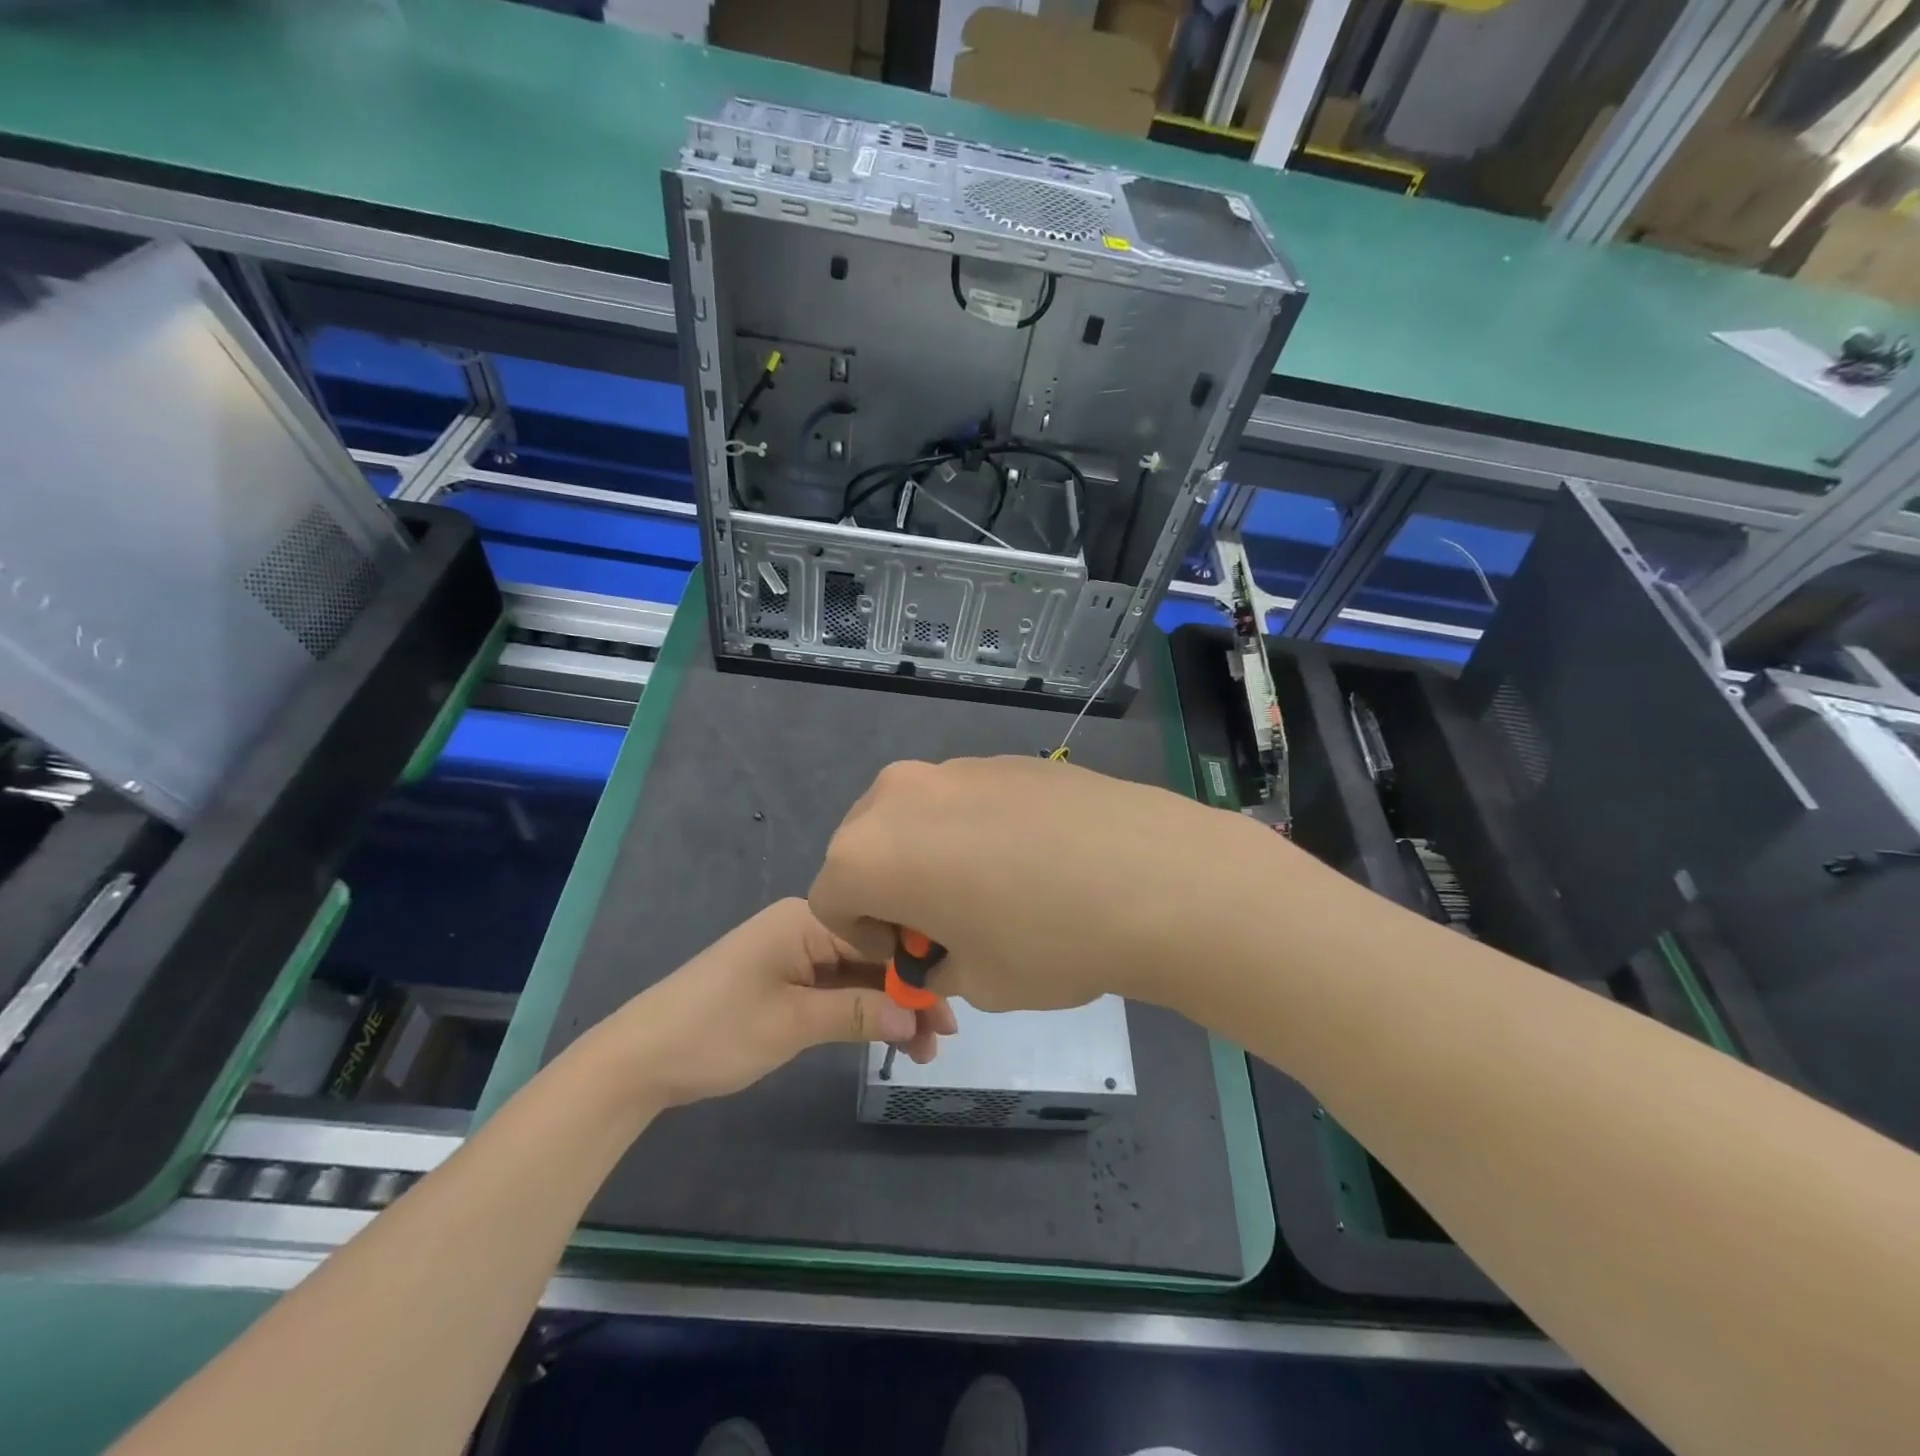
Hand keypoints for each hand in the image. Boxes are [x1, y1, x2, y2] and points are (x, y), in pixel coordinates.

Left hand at [594, 898, 954, 1107]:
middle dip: (909, 993)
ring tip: (925, 1048)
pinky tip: (890, 1035)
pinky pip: (838, 988)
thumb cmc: (716, 1030)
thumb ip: (858, 1013)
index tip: (950, 1008)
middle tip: (943, 1036)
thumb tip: (916, 1017)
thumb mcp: (792, 1023)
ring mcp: (796, 954)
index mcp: (807, 920)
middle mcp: (806, 927)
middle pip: (873, 955)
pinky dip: (863, 1011)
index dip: (918, 970)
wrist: (640, 1057)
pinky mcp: (787, 980)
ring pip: (859, 974)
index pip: (880, 935)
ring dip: (890, 1007)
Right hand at [808, 756, 1279, 1013]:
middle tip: (946, 923)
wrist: (1153, 875)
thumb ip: (935, 965)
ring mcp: (956, 767)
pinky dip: (974, 830)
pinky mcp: (1005, 758)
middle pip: (866, 847)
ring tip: (996, 889)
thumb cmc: (1046, 941)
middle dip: (892, 890)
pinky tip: (1033, 858)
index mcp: (870, 850)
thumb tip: (941, 950)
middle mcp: (900, 794)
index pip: (831, 899)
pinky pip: (964, 800)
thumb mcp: (976, 982)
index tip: (914, 957)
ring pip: (916, 818)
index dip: (867, 939)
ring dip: (932, 856)